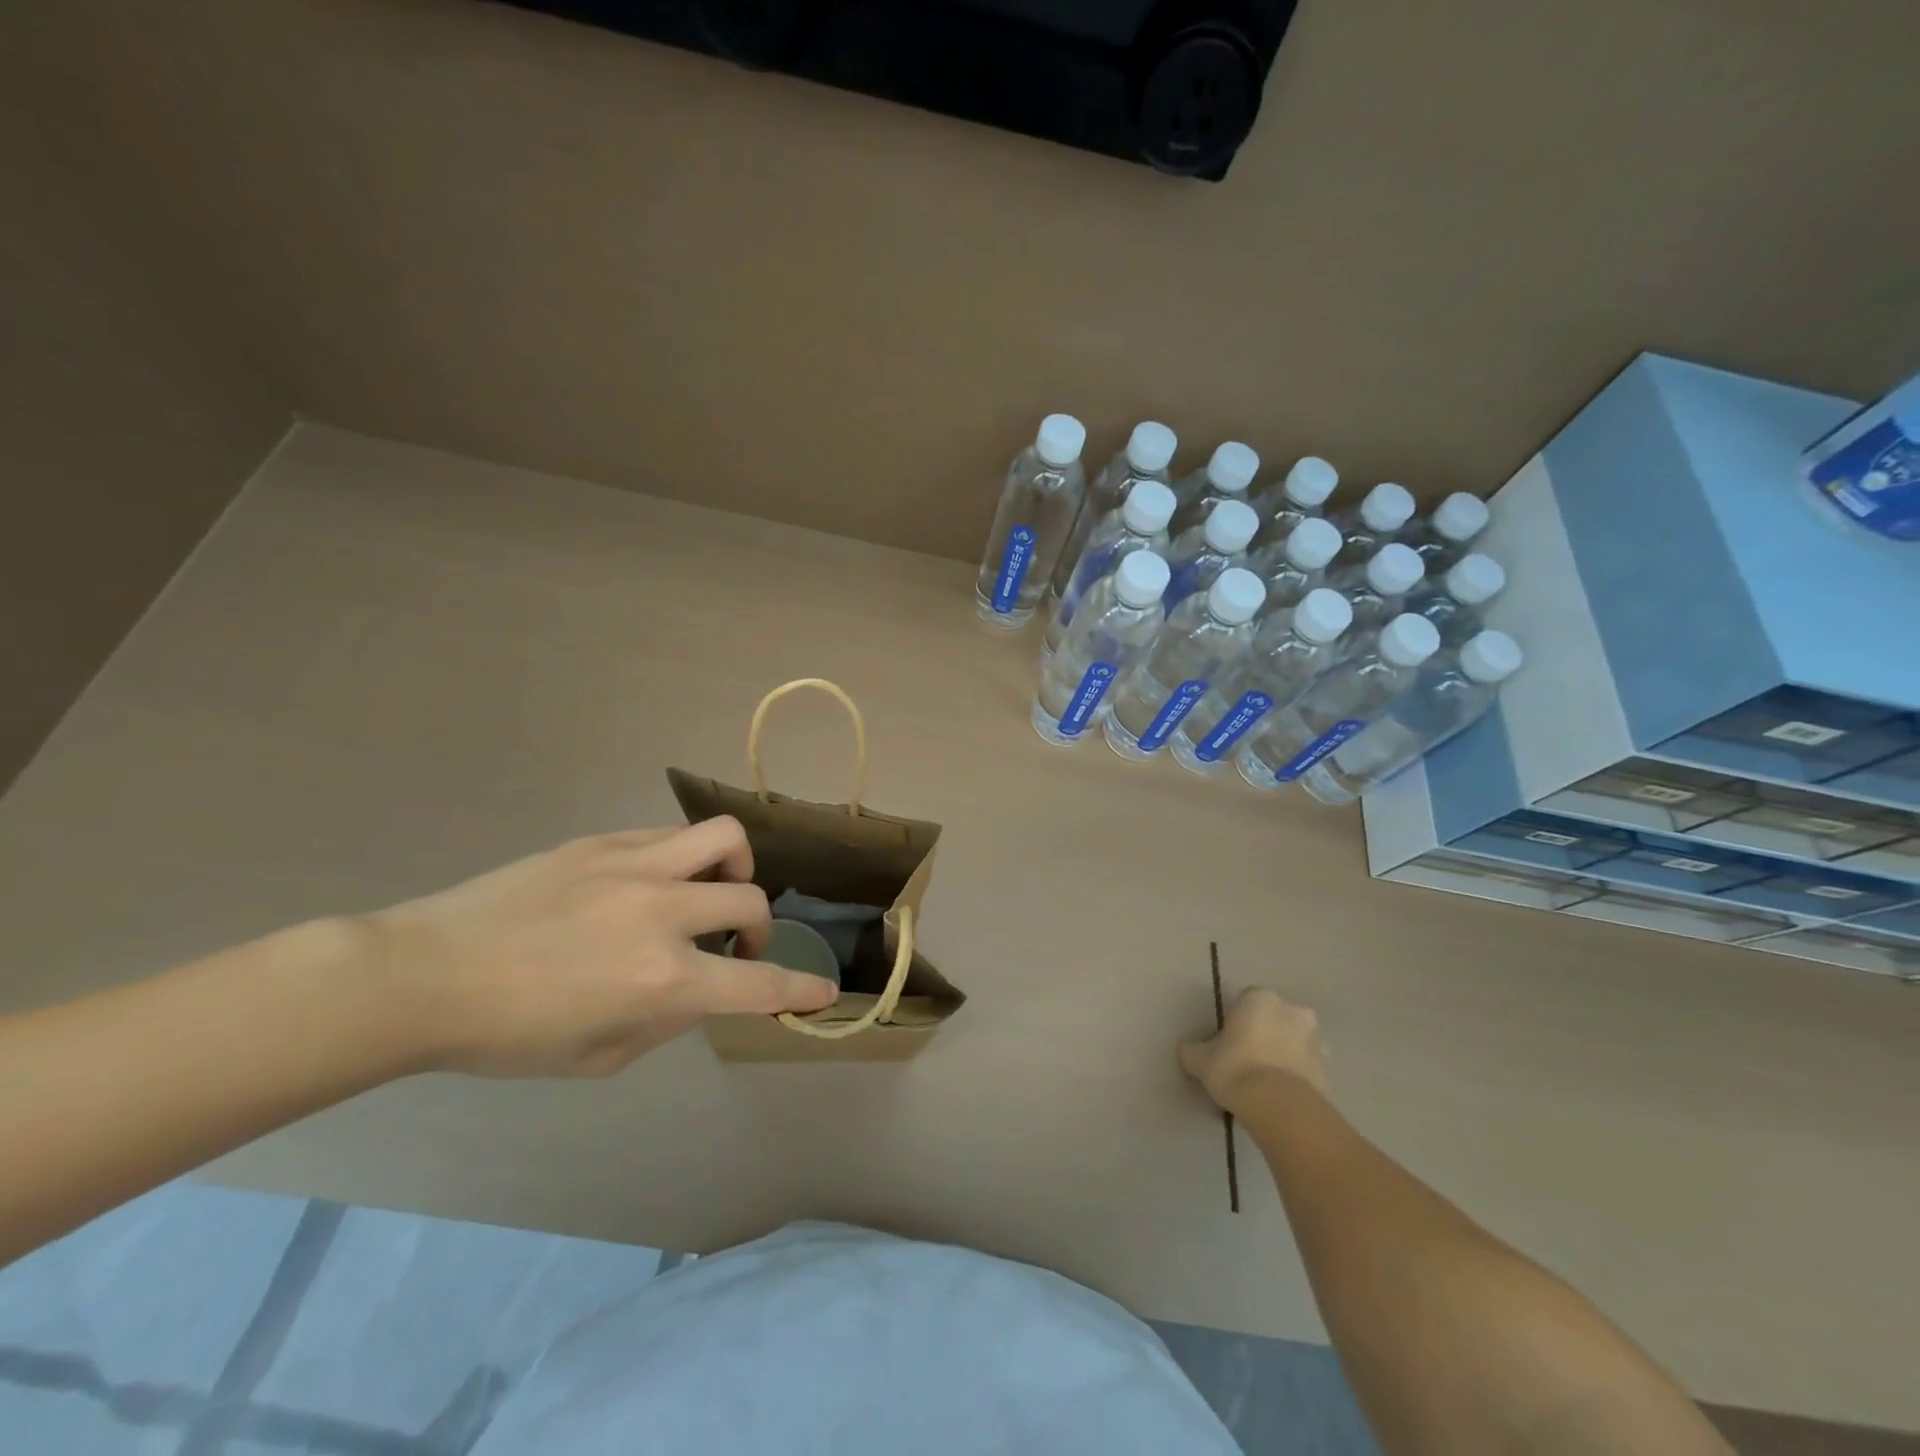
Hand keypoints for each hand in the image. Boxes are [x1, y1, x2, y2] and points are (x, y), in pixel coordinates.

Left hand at [356, 819, 837, 1076]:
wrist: (423, 975)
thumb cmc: (508, 1035)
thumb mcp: (598, 1057)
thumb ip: (666, 1020)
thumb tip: (698, 986)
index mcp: (662, 979)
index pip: (756, 984)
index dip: (799, 989)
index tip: (823, 992)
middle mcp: (663, 913)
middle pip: (751, 902)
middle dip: (759, 931)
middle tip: (734, 947)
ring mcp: (634, 868)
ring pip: (725, 839)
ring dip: (736, 870)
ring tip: (711, 891)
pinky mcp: (603, 843)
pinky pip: (671, 837)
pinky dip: (684, 860)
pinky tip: (653, 883)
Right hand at [1180, 988, 1331, 1112]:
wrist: (1277, 1106)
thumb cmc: (1234, 1068)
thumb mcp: (1199, 1059)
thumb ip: (1193, 1050)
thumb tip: (1188, 1049)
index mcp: (1260, 999)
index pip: (1247, 1000)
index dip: (1237, 1019)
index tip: (1228, 1040)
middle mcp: (1292, 1012)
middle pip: (1278, 1017)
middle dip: (1269, 1032)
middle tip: (1250, 1056)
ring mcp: (1315, 1041)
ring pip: (1298, 1042)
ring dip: (1288, 1053)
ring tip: (1268, 1079)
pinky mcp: (1328, 1071)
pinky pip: (1309, 1069)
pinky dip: (1300, 1077)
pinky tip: (1283, 1095)